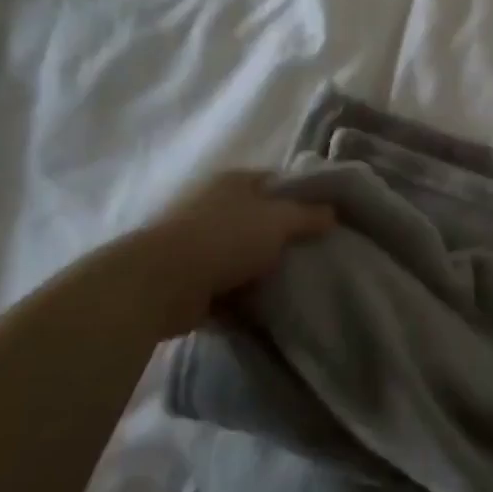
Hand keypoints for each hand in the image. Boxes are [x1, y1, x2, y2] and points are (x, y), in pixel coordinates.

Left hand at [148, 169, 335, 296]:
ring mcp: (198, 244)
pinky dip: (243, 299)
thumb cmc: (225, 238)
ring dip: (263, 271)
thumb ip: (309, 215)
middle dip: (284, 238)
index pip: (275, 182)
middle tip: (315, 255)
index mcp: (233, 182)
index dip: (301, 197)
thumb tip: (332, 213)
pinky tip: (268, 309)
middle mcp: (214, 206)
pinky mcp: (189, 280)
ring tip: (296, 285)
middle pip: (259, 219)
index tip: (325, 220)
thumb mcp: (279, 219)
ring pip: (244, 255)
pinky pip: (227, 288)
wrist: (160, 284)